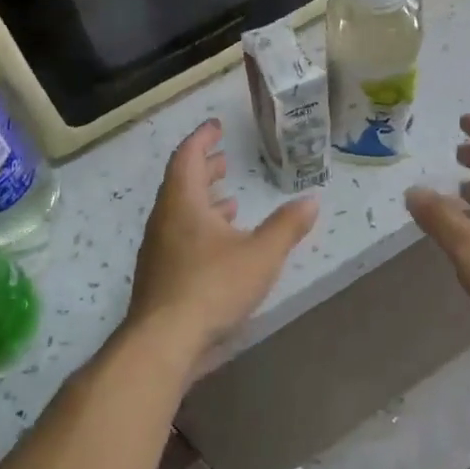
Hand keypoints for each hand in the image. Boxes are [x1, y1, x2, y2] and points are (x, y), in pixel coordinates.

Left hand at [125, 120, 319, 366]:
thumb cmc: (212, 286)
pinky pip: (179, 237)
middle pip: (180, 183)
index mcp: (183, 202)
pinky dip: (200, 229)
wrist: (163, 342)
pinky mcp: (159, 276)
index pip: (188, 156)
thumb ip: (287, 226)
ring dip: (203, 202)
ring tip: (230, 202)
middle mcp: (165, 220)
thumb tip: (311, 200)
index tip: (217, 126)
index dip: (203, 138)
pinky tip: (220, 247)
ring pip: (179, 213)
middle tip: (224, 160)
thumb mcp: (261, 254)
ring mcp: (158, 250)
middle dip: (204, 169)